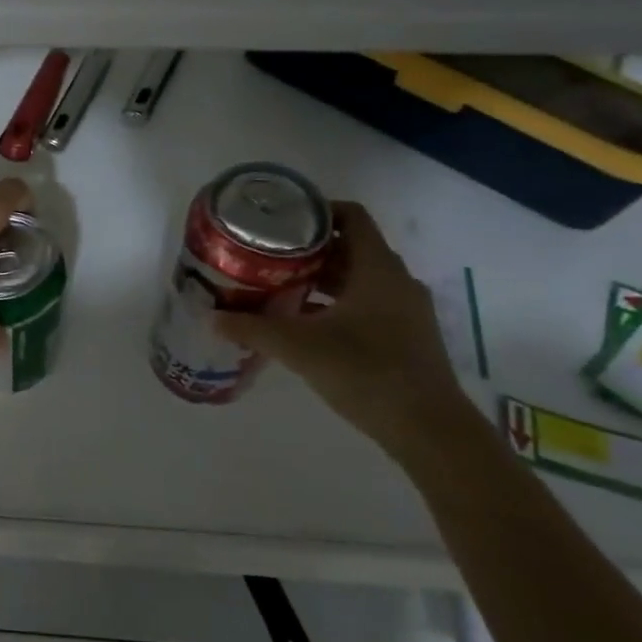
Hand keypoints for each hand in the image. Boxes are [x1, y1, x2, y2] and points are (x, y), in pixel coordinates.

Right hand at [214, 201, 468, 459]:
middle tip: (267, 255)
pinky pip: (367, 304)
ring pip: (358, 278)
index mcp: (377, 269)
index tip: (280, 220)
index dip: (316, 211)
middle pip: (350, 247)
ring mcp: (405, 310)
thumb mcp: (299, 347)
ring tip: (278, 286)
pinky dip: (336, 304)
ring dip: (321, 279)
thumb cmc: (366, 372)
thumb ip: (253, 329)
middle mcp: (396, 281)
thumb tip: (212, 318)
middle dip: (308, 249)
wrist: (430, 431)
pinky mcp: (406, 336)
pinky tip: (304, 323)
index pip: (351, 216)